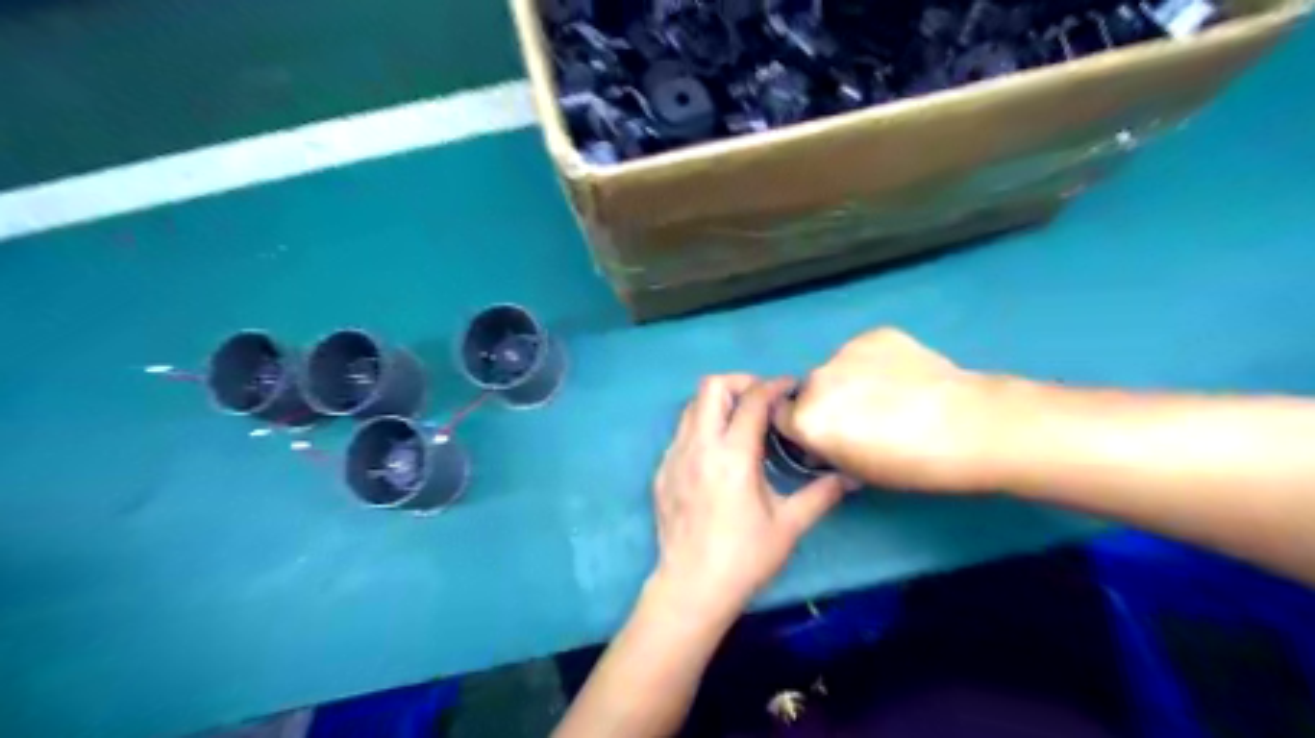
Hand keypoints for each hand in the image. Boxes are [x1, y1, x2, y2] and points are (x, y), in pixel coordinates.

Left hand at [648, 374, 853, 621]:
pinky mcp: (662, 471)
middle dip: (740, 383)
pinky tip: (718, 455)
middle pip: (711, 386)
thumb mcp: (788, 526)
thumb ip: (821, 495)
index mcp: (732, 456)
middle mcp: (699, 446)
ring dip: (718, 404)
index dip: (774, 385)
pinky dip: (702, 428)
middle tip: (762, 401)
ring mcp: (674, 456)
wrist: (691, 588)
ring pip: (692, 407)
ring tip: (741, 424)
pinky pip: (681, 432)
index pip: (752, 399)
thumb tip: (851, 477)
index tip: (790, 388)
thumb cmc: (744, 558)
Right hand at [774, 328, 997, 492]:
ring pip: (837, 368)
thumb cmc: (912, 464)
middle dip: (827, 402)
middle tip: (864, 419)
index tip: (827, 436)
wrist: (972, 426)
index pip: (783, 418)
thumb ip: (826, 448)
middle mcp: (817, 379)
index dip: (803, 429)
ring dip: (851, 380)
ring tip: (892, 395)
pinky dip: (876, 363)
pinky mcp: (876, 334)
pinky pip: (864, 352)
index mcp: (808, 419)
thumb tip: (824, 438)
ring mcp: (846, 352)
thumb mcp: (856, 470)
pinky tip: (906, 377)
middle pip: (809, 390)